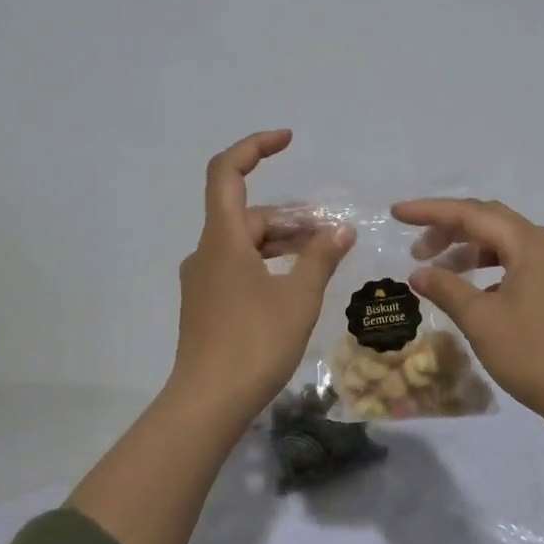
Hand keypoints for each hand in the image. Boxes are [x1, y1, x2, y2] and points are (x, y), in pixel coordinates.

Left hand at [170, 130, 353, 423]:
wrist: (207, 403)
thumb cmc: (254, 343)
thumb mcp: (298, 297)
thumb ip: (320, 257)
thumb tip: (340, 229)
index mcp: (222, 238)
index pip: (226, 172)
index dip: (254, 147)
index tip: (287, 140)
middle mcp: (206, 251)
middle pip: (247, 215)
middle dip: (291, 217)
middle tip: (332, 233)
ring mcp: (203, 280)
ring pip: (245, 244)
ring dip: (282, 243)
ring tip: (322, 257)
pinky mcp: (206, 304)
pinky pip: (238, 268)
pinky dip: (267, 264)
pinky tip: (295, 285)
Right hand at [392, 197, 543, 420]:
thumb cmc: (533, 353)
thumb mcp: (481, 320)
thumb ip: (446, 288)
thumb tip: (418, 273)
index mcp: (531, 244)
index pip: (472, 214)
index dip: (431, 212)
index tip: (397, 213)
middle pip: (490, 221)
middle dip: (449, 228)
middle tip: (416, 248)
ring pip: (504, 242)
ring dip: (468, 250)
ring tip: (437, 269)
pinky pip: (517, 263)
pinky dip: (489, 268)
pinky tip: (471, 290)